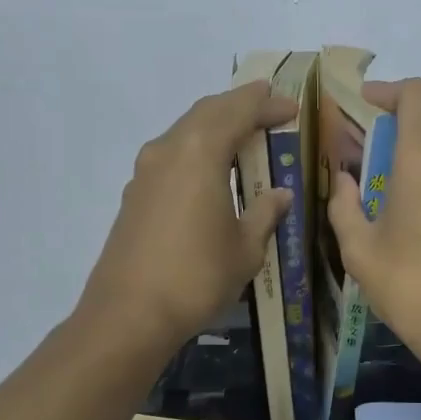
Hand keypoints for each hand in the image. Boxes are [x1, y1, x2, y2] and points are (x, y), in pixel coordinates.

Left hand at [79, 82, 298, 348]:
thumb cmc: (197, 277)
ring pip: (185, 131)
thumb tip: (279, 194)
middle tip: (269, 108)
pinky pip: (172, 156)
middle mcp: (168, 150)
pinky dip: (197, 150)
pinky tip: (212, 172)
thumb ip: (264, 213)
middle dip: (240, 105)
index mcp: (200, 152)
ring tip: (244, 136)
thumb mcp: (245, 248)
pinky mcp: (134, 195)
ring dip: (215, 126)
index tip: (291, 108)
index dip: (266, 104)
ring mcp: (145, 172)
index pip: (238, 110)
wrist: (129, 314)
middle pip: (207, 112)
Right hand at [326, 78, 420, 366]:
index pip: (415, 96)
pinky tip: (394, 228)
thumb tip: (344, 181)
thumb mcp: (360, 250)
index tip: (361, 105)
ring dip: (396, 171)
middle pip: (417, 132)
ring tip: (364, 206)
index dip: (387, 90)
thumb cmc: (412, 287)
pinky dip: (415, 189)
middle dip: (379, 143)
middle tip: (346, 171)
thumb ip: (344, 206)